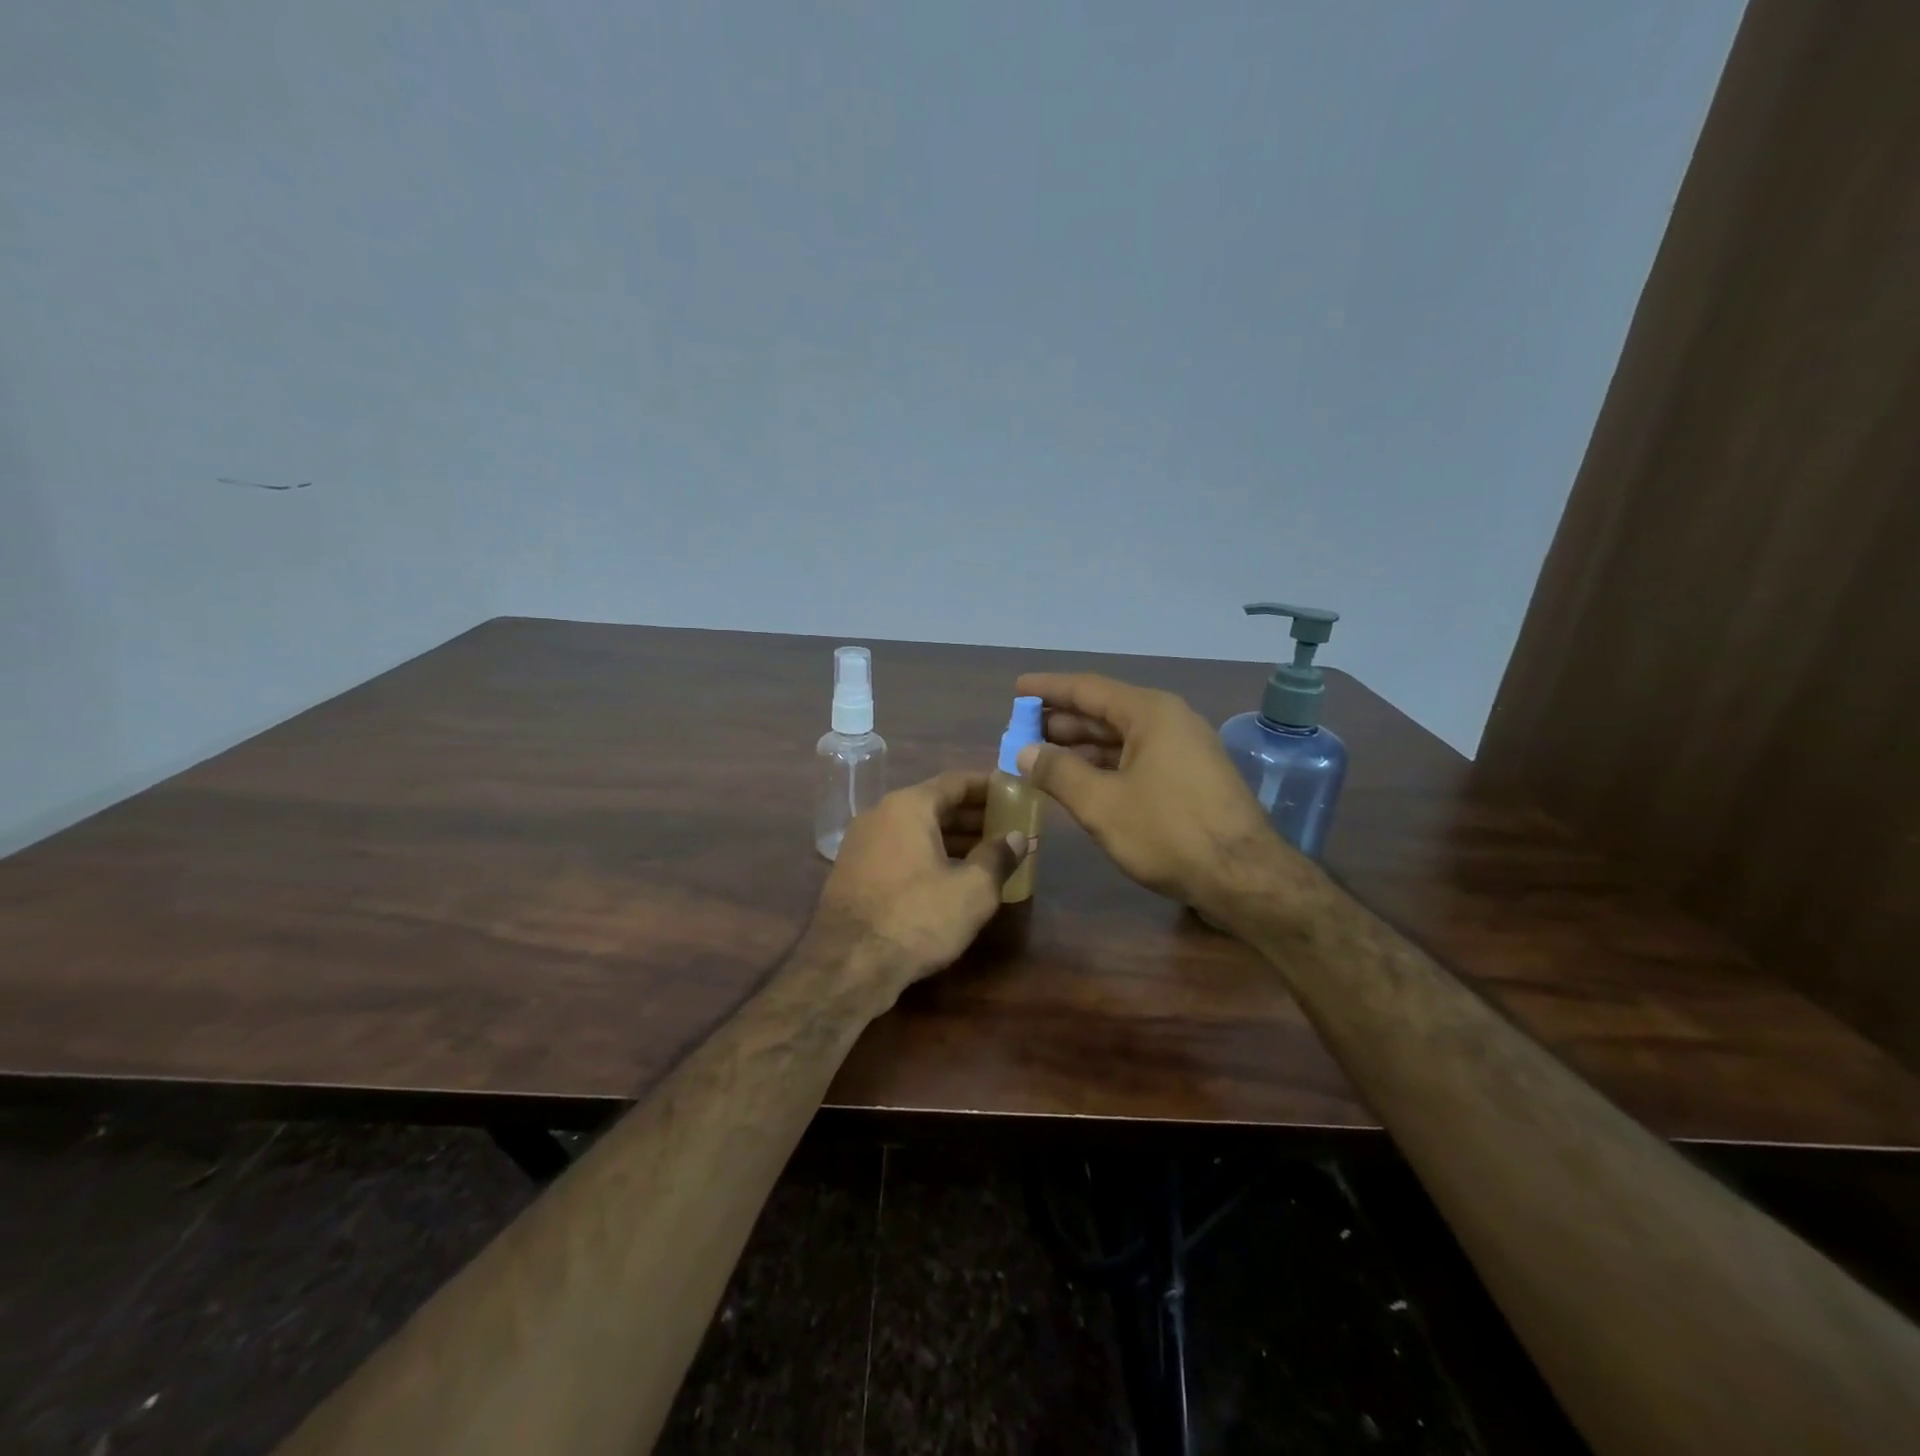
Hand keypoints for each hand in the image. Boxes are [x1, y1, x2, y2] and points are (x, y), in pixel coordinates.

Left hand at [815, 771, 1029, 995]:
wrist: (847, 966)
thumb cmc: (917, 918)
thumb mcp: (971, 891)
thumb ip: (997, 857)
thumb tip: (1016, 837)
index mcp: (908, 806)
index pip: (955, 782)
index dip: (988, 786)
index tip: (1013, 792)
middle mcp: (880, 814)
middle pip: (934, 805)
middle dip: (972, 816)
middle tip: (1006, 827)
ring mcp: (860, 843)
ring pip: (915, 830)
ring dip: (950, 838)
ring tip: (986, 854)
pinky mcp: (852, 871)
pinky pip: (898, 850)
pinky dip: (927, 854)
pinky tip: (949, 877)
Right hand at [1013, 672, 1308, 921]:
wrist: (1245, 877)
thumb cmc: (1168, 832)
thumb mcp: (1102, 803)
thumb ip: (1058, 772)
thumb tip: (1024, 751)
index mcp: (1149, 713)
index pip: (1087, 688)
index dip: (1048, 689)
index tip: (1017, 690)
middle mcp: (1169, 720)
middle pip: (1105, 711)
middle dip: (1061, 721)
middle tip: (1021, 730)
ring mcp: (1184, 749)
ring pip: (1121, 738)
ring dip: (1081, 746)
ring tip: (1042, 755)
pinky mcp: (1190, 777)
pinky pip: (1137, 757)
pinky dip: (1105, 764)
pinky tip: (1081, 780)